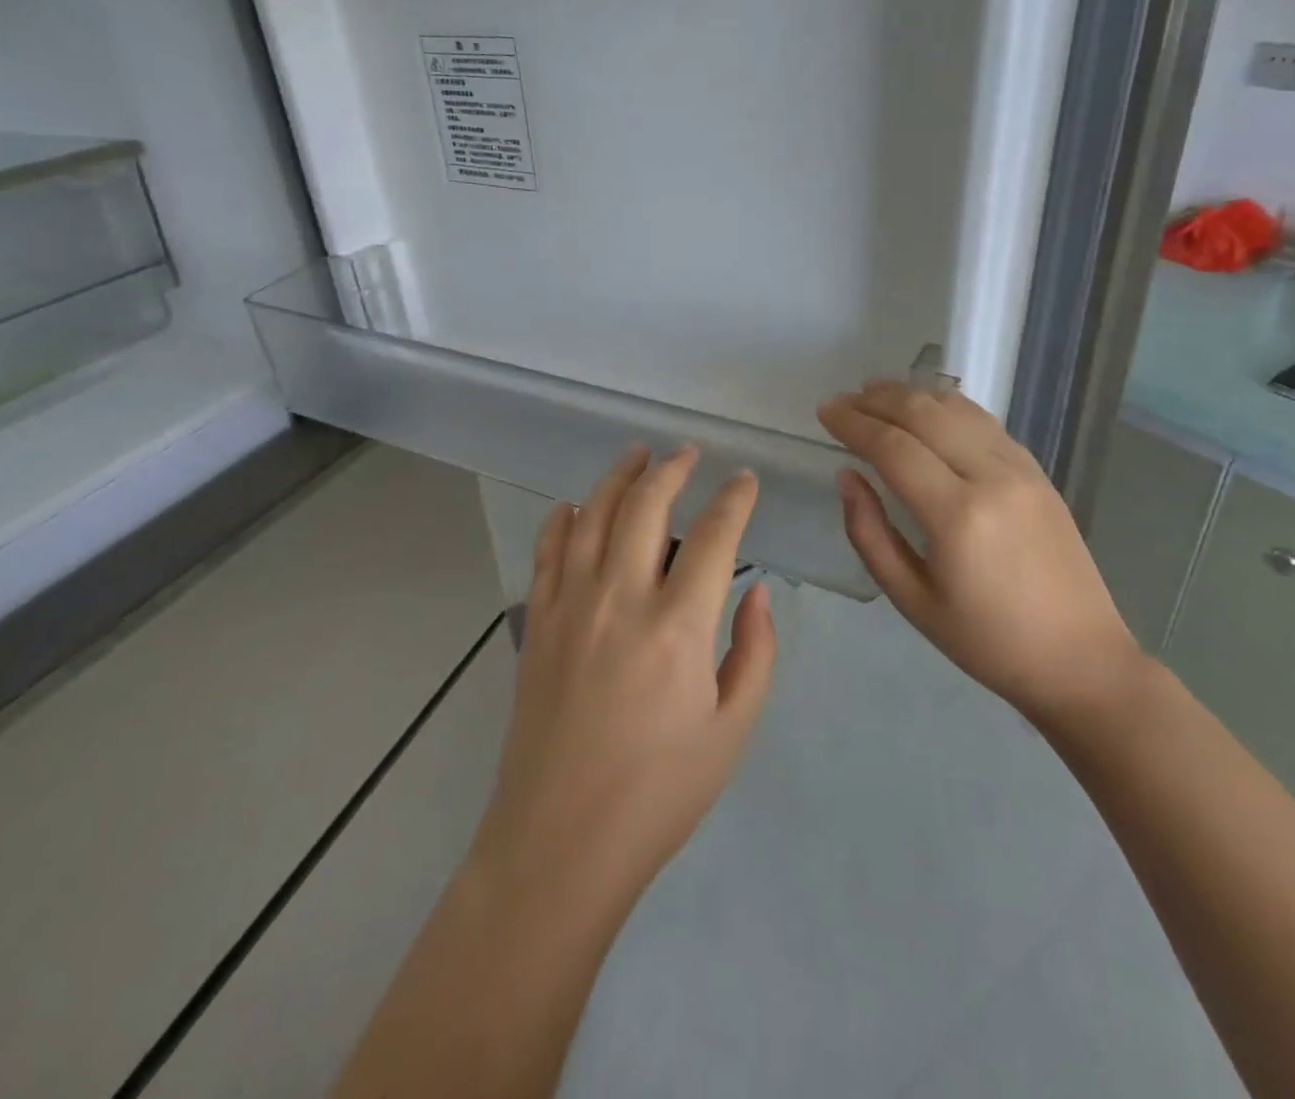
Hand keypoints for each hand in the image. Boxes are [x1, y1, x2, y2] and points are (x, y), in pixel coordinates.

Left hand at [471, 446, 776, 918]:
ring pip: (593, 515)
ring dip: (618, 477)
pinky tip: (574, 506)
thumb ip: (754, 653)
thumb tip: (756, 593)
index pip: (714, 537)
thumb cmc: (658, 793)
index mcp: (678, 626)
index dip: (734, 500)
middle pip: (646, 506)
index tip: (744, 480)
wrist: (560, 841)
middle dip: (672, 469)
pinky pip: (548, 552)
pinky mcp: (537, 623)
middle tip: (688, 452)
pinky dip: (562, 520)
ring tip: (636, 454)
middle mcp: (621, 598)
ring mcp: (571, 606)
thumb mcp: (731, 730)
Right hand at [817, 381, 1141, 731]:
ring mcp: (1021, 469)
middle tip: (844, 400)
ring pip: (957, 409)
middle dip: (877, 399)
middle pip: (925, 414)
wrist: (1079, 658)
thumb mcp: (911, 599)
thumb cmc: (986, 641)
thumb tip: (847, 476)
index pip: (893, 447)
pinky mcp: (1038, 472)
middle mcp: (991, 477)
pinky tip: (926, 408)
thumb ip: (869, 533)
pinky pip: (984, 422)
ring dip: (912, 394)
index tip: (825, 411)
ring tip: (875, 392)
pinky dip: (947, 406)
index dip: (853, 423)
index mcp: (957, 516)